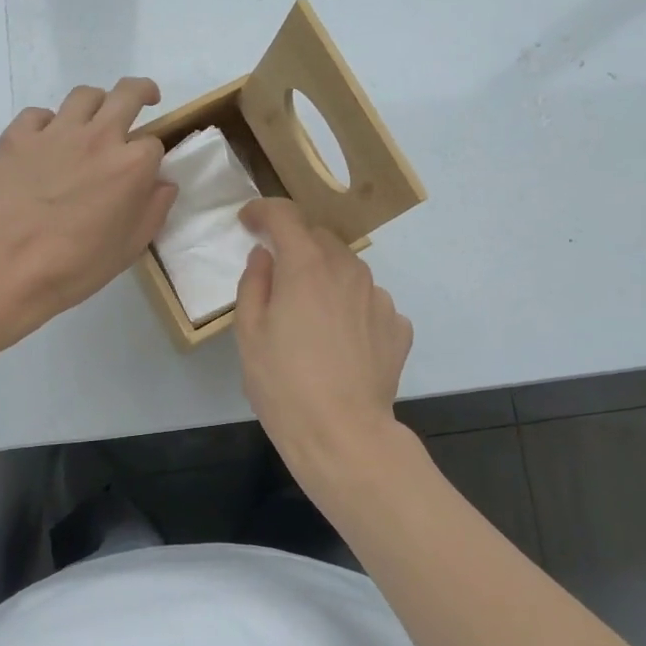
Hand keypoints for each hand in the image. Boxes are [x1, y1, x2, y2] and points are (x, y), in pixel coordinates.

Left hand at [0, 79, 176, 347]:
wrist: (8, 266)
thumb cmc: (77, 265)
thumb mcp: (131, 247)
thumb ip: (154, 209)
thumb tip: (163, 183)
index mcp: (131, 165)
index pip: (154, 143)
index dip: (151, 157)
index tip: (144, 171)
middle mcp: (98, 137)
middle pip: (128, 94)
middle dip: (142, 92)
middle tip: (144, 99)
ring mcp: (56, 132)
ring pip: (84, 96)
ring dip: (96, 104)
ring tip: (92, 120)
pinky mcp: (18, 136)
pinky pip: (39, 115)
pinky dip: (47, 124)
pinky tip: (45, 145)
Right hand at [234, 198, 413, 493]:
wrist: (344, 434)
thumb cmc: (284, 384)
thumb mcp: (249, 333)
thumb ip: (254, 284)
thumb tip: (264, 257)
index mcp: (306, 266)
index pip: (285, 215)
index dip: (263, 211)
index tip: (248, 221)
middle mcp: (348, 270)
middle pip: (319, 238)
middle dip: (295, 246)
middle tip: (277, 276)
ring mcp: (379, 297)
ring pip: (347, 269)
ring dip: (326, 277)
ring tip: (311, 317)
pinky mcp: (398, 326)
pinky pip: (368, 302)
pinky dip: (352, 308)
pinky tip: (341, 341)